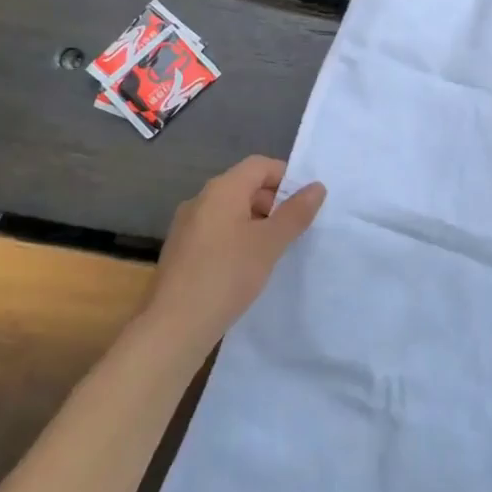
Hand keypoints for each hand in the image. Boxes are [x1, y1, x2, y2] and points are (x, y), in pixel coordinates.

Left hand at [142, 156, 325, 353]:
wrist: (173, 327)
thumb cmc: (226, 275)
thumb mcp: (269, 243)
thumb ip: (295, 213)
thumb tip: (317, 187)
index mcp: (222, 189)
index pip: (260, 165)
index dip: (286, 177)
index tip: (306, 203)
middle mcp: (201, 199)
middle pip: (244, 186)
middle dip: (273, 202)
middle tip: (295, 229)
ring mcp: (187, 225)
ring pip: (230, 211)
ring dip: (256, 222)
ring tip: (274, 251)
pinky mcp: (181, 251)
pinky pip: (216, 231)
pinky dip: (236, 238)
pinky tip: (246, 267)